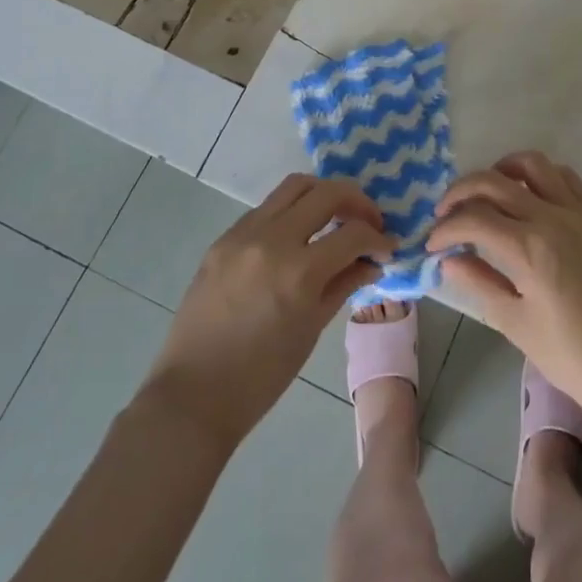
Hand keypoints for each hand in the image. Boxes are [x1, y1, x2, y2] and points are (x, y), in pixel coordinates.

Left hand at [146, 174, 391, 449]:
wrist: (193, 394)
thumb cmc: (261, 376)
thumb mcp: (311, 329)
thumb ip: (344, 284)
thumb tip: (372, 261)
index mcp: (298, 272)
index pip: (353, 233)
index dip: (378, 238)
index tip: (388, 247)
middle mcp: (272, 240)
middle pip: (327, 192)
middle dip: (357, 202)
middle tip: (369, 222)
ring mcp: (243, 234)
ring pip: (294, 186)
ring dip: (323, 194)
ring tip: (336, 216)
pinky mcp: (223, 238)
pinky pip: (266, 208)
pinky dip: (291, 211)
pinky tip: (297, 236)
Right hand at [426, 151, 581, 413]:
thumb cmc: (571, 357)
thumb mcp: (515, 324)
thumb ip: (478, 282)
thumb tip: (448, 258)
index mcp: (529, 248)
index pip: (473, 219)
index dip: (445, 228)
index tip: (431, 244)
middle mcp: (553, 218)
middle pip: (494, 181)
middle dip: (461, 191)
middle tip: (446, 213)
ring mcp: (579, 213)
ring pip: (533, 164)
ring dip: (501, 170)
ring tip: (486, 193)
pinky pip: (566, 177)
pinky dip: (540, 176)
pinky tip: (528, 197)